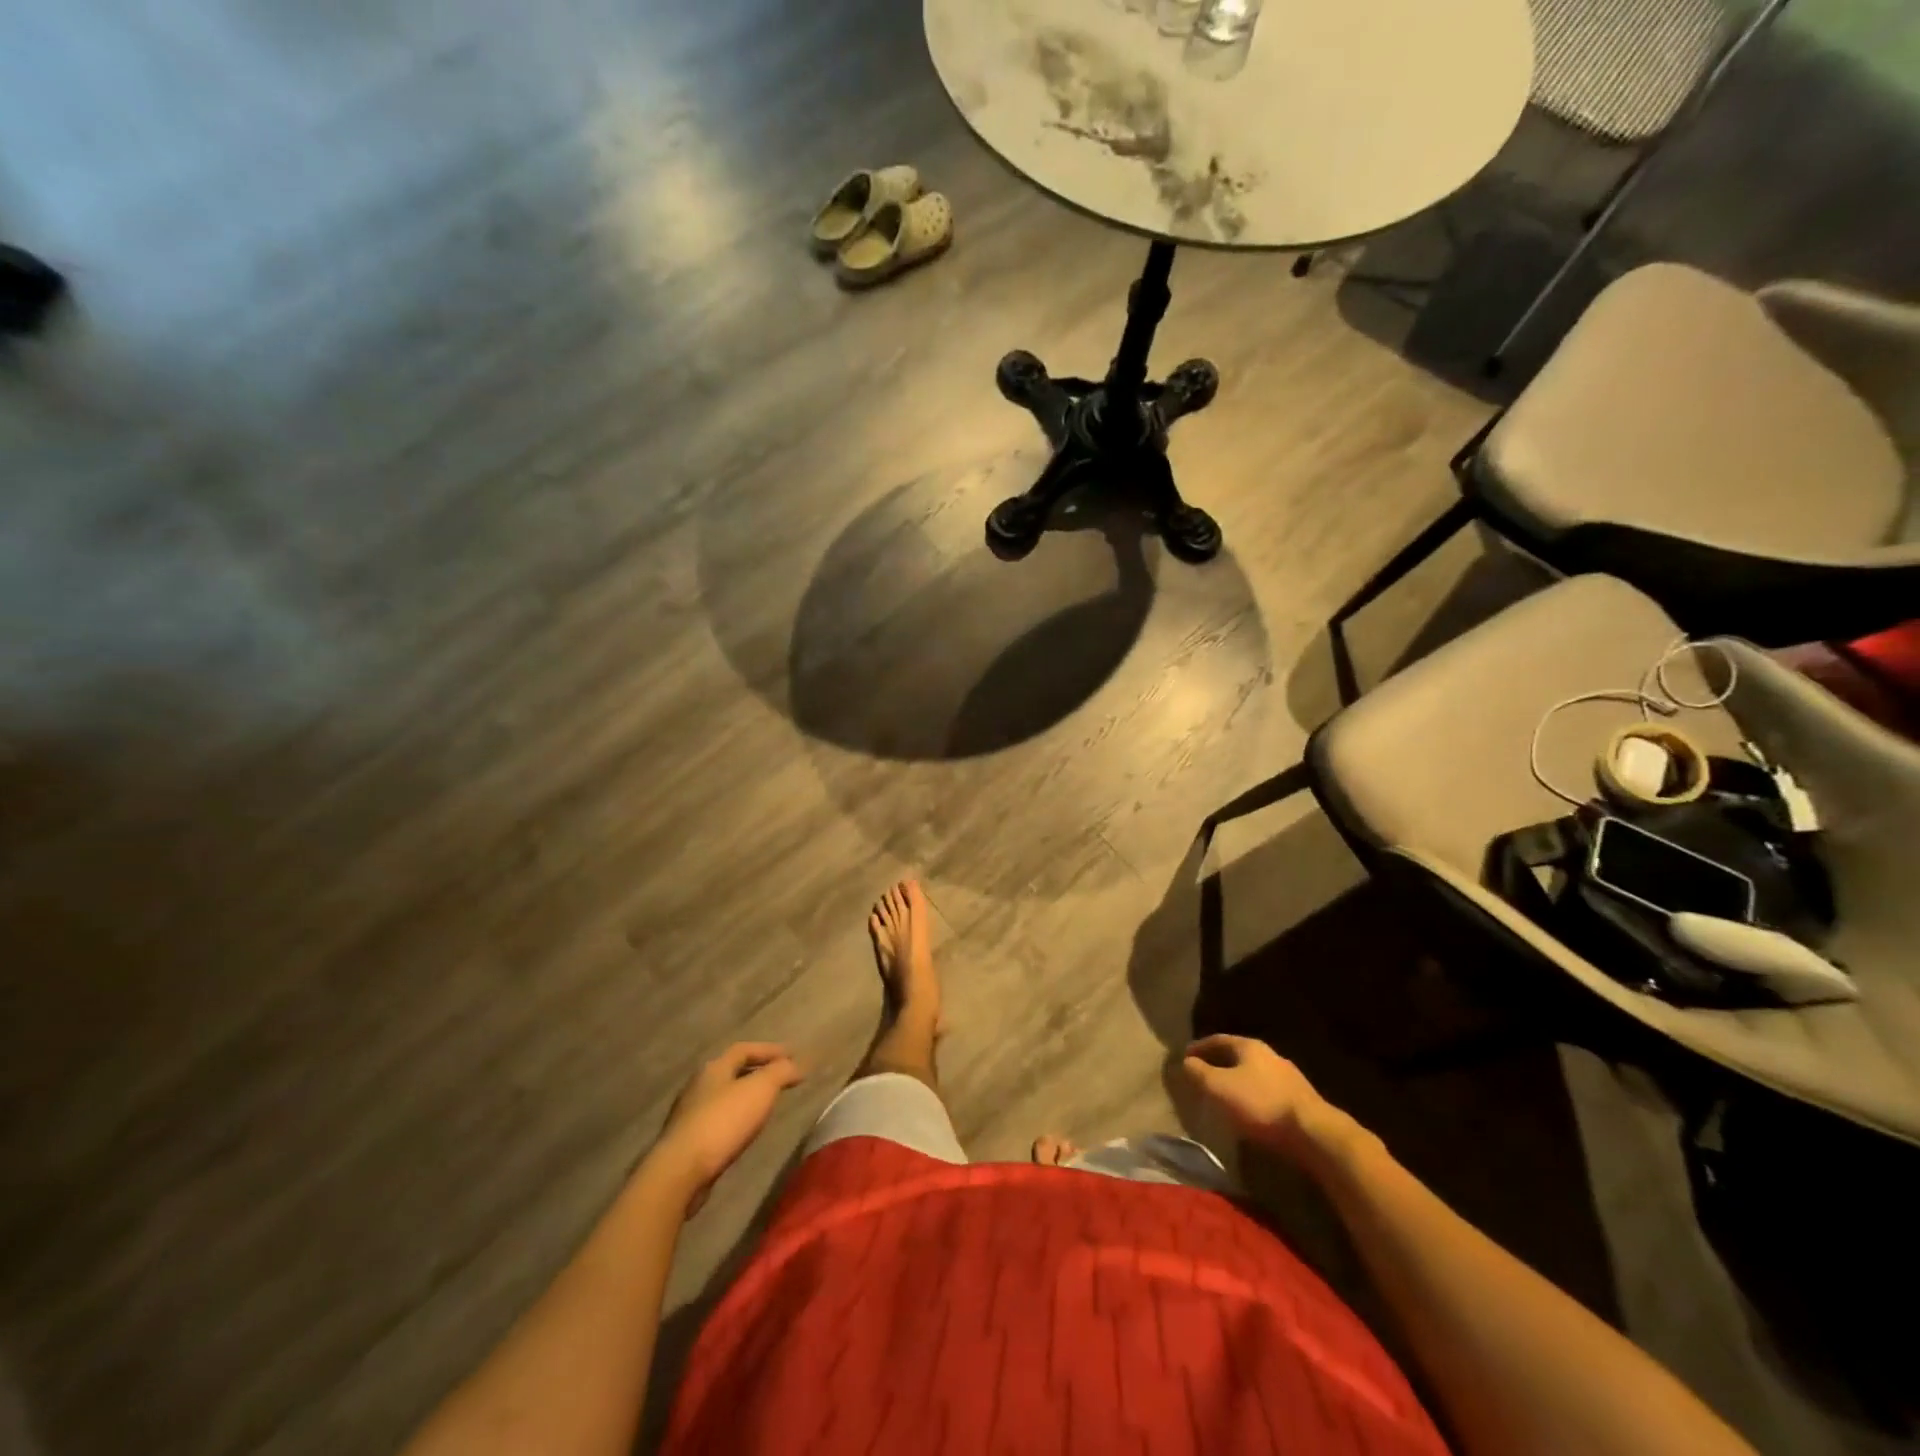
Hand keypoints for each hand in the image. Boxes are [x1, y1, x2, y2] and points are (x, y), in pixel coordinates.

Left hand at [648, 1043, 803, 1213]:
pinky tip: (744, 1131)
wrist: (680, 1171)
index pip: (744, 1049)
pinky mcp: (686, 1142)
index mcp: (714, 1068)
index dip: (770, 1050)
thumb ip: (781, 1072)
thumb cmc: (723, 1122)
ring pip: (723, 1097)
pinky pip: (717, 1121)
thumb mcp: (761, 1090)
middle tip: (780, 1079)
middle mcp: (698, 1086)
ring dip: (745, 1097)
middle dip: (757, 1072)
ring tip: (766, 1105)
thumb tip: (799, 1063)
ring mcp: (688, 1115)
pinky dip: (735, 1119)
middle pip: (731, 1071)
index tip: (793, 1055)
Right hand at [1182, 1035, 1351, 1161]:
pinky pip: (1266, 1091)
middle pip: (1237, 1055)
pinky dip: (1252, 1096)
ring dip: (1236, 1080)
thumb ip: (1198, 1073)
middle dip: (1218, 1063)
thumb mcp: (1219, 1087)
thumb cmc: (1260, 1104)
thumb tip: (1185, 1062)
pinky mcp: (1299, 1099)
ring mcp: (1288, 1076)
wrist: (1313, 1133)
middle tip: (1202, 1075)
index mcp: (1249, 1046)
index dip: (1199, 1047)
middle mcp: (1269, 1055)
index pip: (1217, 1040)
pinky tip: (1248, 1111)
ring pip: (1253, 1073)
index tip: (1185, 1057)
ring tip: (1223, 1094)